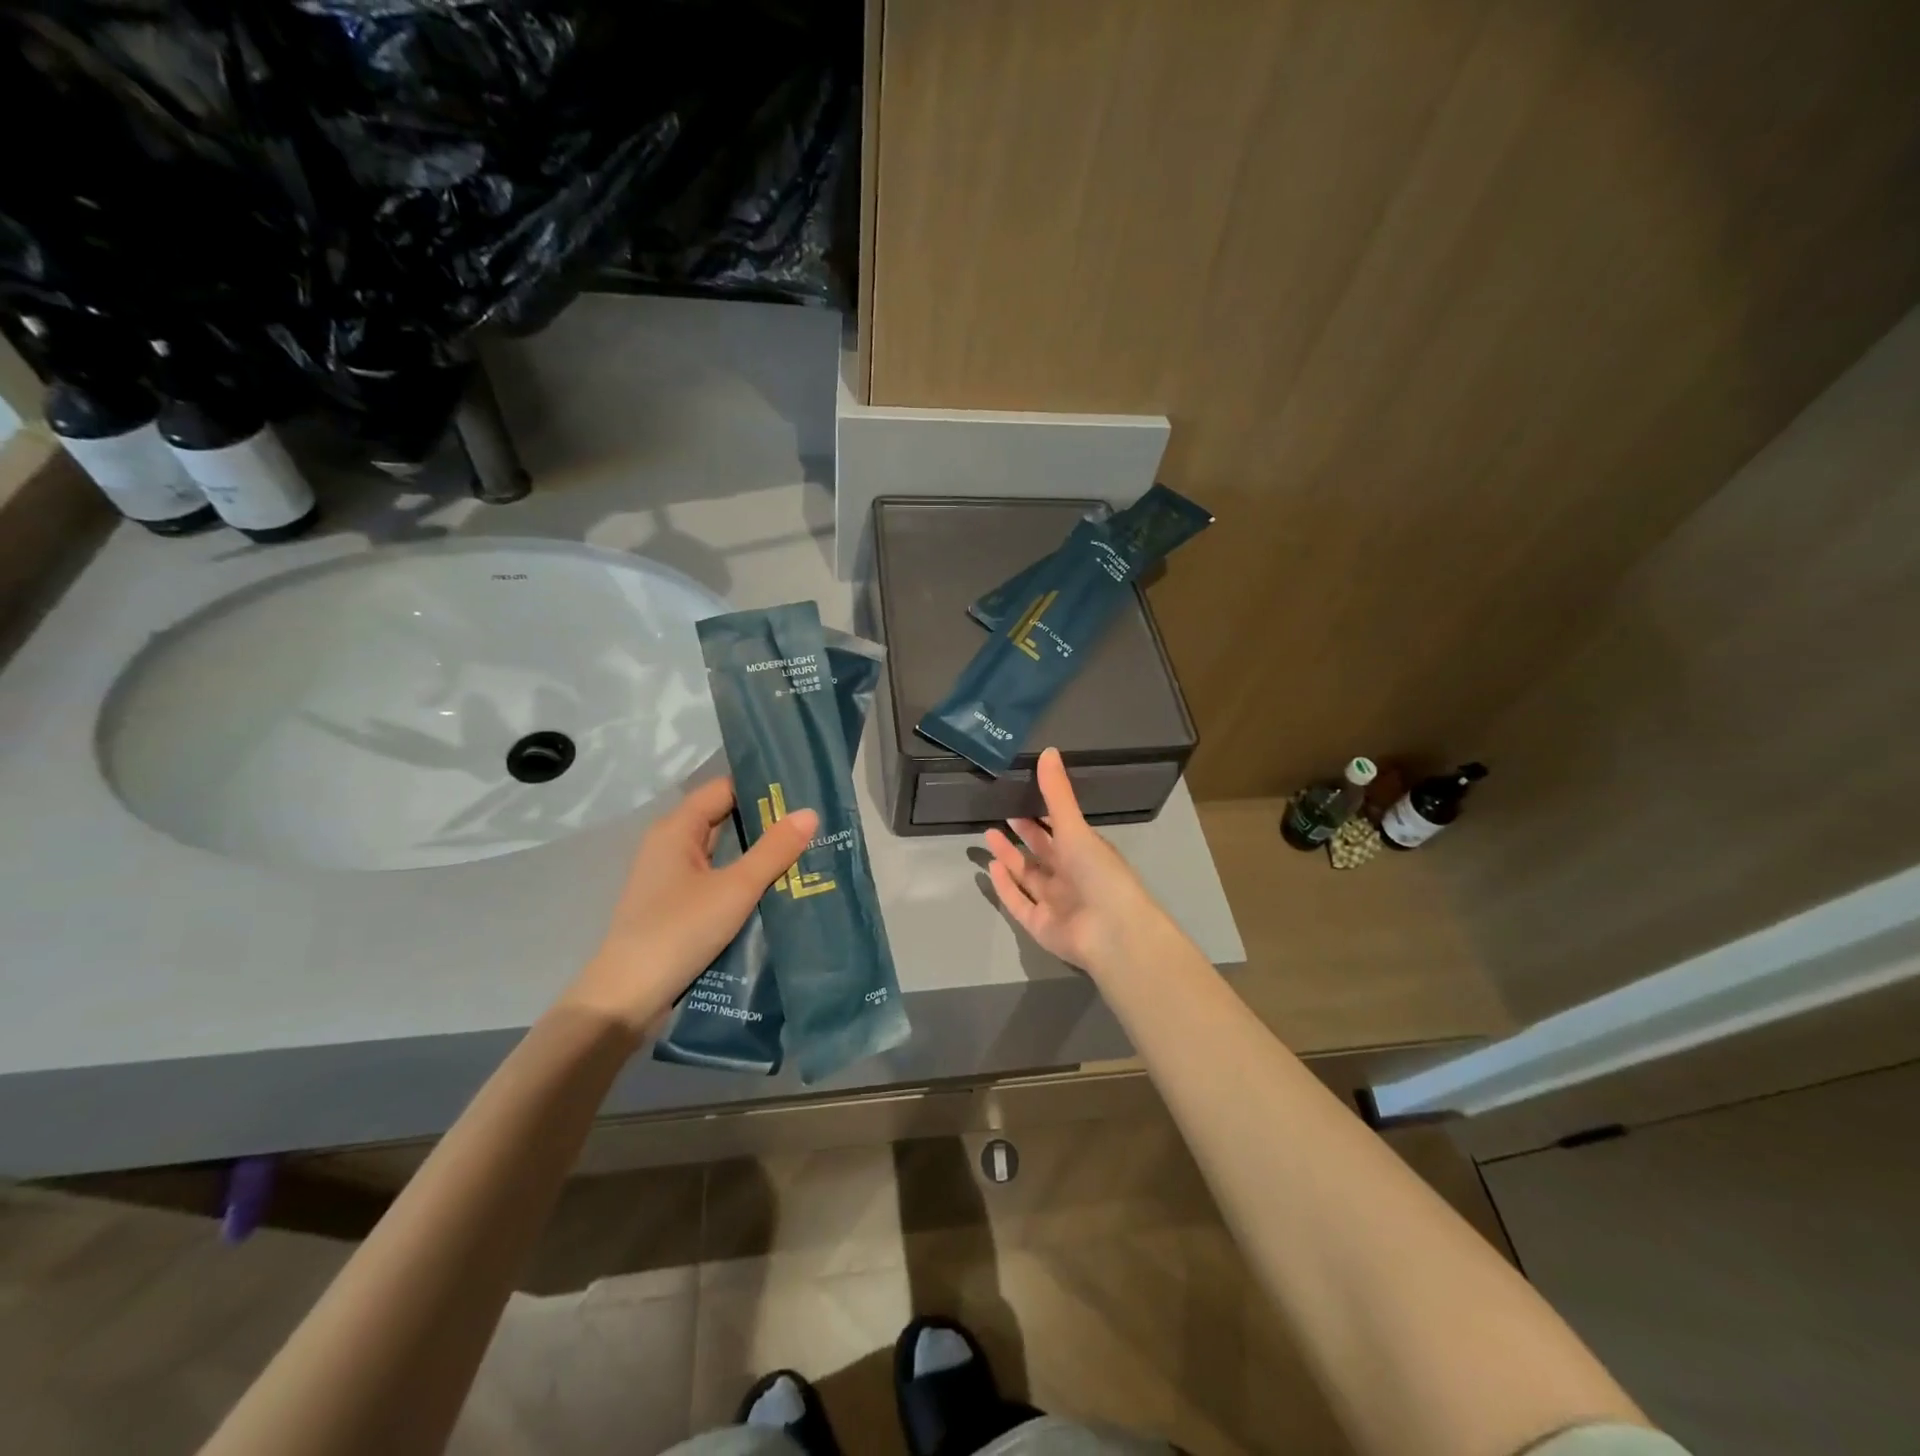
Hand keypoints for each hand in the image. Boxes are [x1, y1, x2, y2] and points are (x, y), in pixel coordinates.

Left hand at [563, 777, 816, 1038]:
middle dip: (765, 821)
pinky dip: (743, 878)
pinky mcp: (676, 906)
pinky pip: (716, 878)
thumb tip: (809, 813)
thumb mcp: (736, 888)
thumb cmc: (679, 931)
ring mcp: (671, 878)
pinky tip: (775, 887)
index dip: (761, 788)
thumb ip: (773, 850)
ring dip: (756, 852)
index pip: (724, 789)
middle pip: (723, 818)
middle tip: (812, 824)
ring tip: (804, 852)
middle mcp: (670, 845)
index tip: (802, 792)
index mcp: (676, 829)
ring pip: (722, 852)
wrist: (627, 999)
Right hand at [983, 747, 1175, 976]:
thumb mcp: (1075, 827)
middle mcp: (1070, 877)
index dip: (1040, 816)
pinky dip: (1005, 887)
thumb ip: (1057, 794)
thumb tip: (1048, 750)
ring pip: (1027, 876)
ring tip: (988, 835)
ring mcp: (1055, 903)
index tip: (1019, 797)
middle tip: (999, 814)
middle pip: (1041, 853)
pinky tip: (991, 868)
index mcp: (1085, 853)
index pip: (1059, 830)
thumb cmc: (1099, 873)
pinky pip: (1019, 903)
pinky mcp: (1040, 926)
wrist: (1112, 932)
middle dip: (1022, 834)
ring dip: (1009, 857)